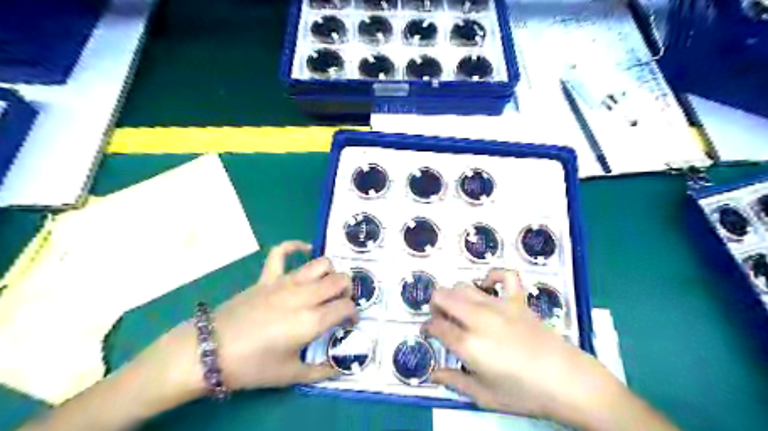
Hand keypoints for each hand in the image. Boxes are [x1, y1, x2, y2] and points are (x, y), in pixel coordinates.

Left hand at [213, 241, 356, 392]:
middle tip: (341, 302)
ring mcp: (285, 283)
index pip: (346, 307)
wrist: (209, 352)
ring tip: (327, 284)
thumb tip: (338, 370)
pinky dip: (295, 246)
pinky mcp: (267, 277)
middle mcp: (304, 296)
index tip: (350, 323)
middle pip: (339, 280)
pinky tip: (305, 250)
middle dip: (348, 289)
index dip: (354, 314)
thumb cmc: (252, 366)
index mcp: (311, 321)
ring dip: (331, 272)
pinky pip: (281, 252)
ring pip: (321, 264)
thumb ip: (319, 372)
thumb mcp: (289, 375)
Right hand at [422, 267, 680, 429]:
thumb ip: (454, 381)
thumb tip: (432, 373)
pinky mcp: (518, 300)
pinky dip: (493, 276)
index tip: (427, 333)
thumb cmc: (523, 393)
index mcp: (467, 344)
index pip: (435, 326)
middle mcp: (478, 318)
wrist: (567, 381)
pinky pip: (504, 275)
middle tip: (441, 319)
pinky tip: (488, 286)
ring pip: (464, 285)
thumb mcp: (483, 396)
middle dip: (435, 305)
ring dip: (454, 294)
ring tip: (459, 308)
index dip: (426, 328)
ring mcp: (499, 305)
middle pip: (443, 296)